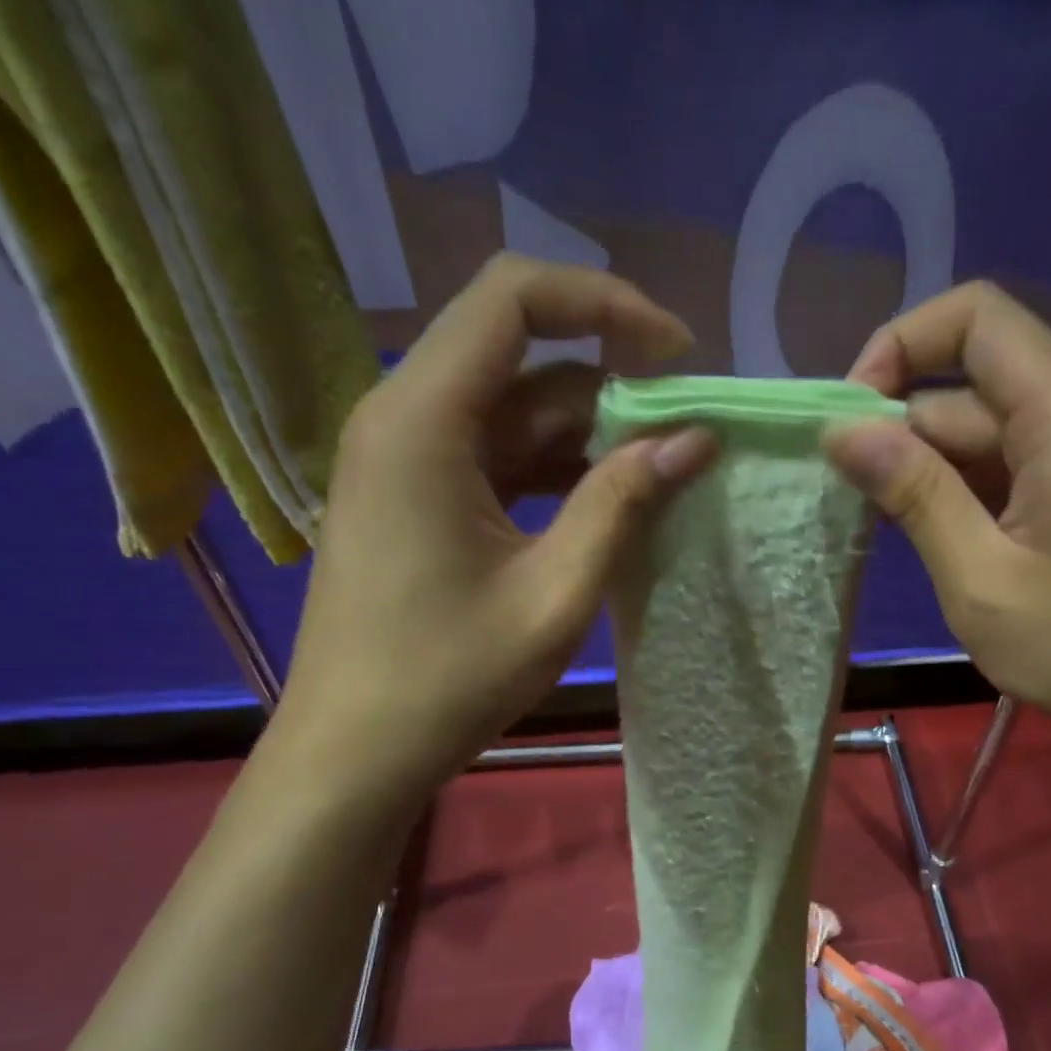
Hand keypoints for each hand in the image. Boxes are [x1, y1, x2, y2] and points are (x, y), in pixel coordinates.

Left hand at [272, 255, 716, 798]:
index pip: (515, 299)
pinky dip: (553, 471)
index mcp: (423, 419)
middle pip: (518, 355)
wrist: (355, 751)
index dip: (606, 305)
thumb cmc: (449, 679)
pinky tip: (604, 507)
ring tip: (658, 478)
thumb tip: (695, 440)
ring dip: (586, 435)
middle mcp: (404, 417)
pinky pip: (494, 457)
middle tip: (683, 435)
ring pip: (510, 410)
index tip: (678, 355)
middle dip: (609, 382)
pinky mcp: (415, 499)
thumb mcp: (554, 593)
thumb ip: (622, 505)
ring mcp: (405, 460)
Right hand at [824, 281, 1050, 777]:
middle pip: (980, 384)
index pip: (976, 318)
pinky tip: (948, 541)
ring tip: (894, 531)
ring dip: (938, 468)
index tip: (850, 420)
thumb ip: (915, 495)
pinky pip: (1028, 464)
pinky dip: (976, 490)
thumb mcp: (982, 581)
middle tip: (855, 502)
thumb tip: (844, 430)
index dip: (900, 347)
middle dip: (907, 429)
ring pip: (1000, 429)